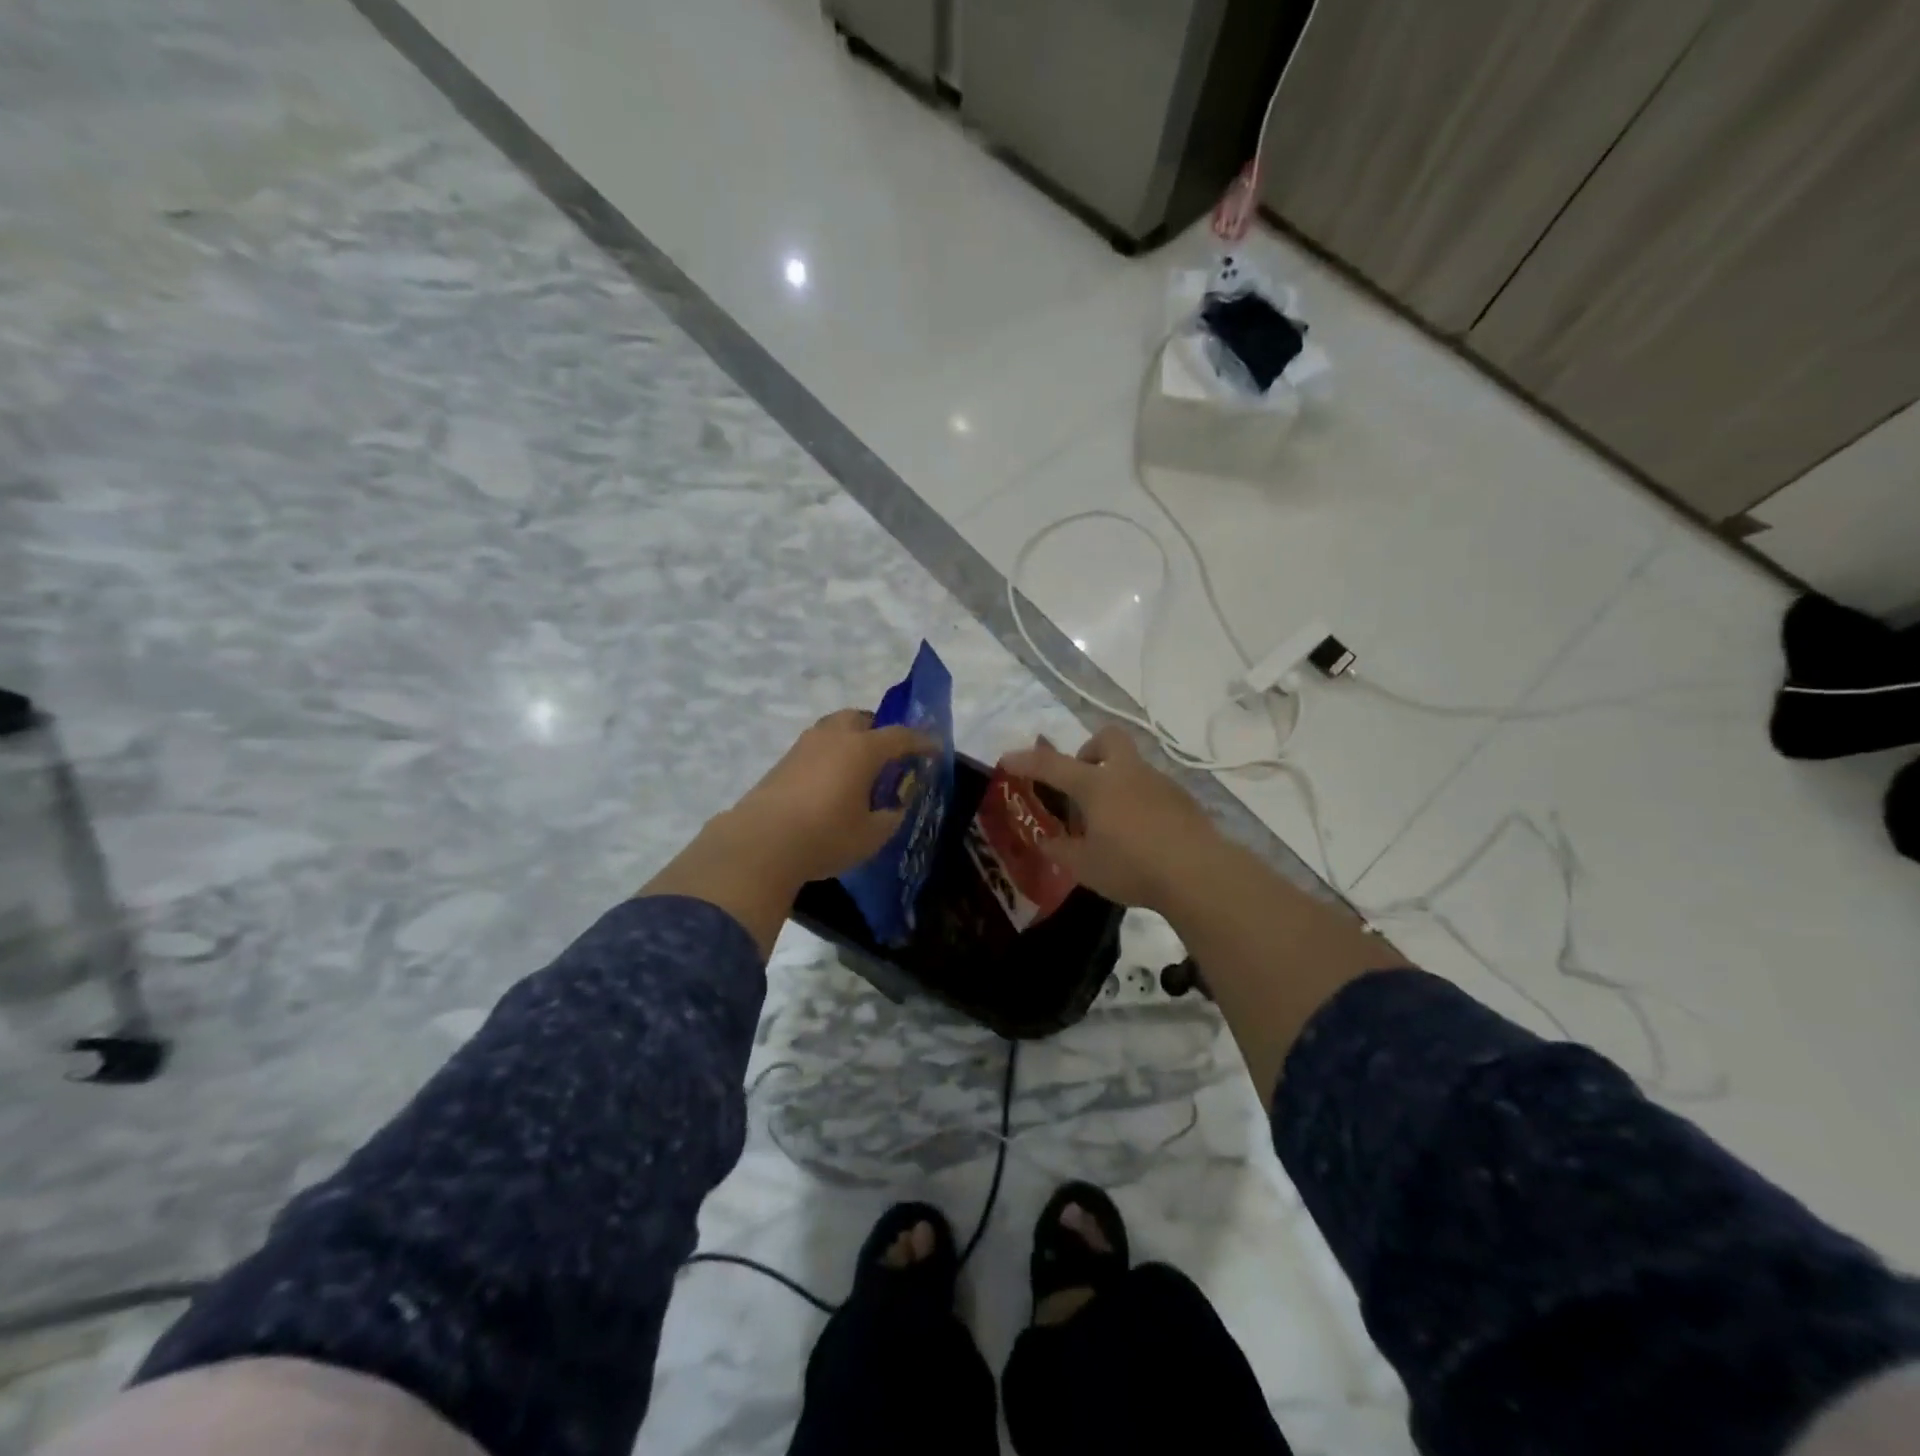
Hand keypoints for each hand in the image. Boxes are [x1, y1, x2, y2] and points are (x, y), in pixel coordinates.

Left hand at [722, 709, 937, 887]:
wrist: (760, 843)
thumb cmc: (826, 836)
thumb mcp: (872, 835)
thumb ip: (891, 816)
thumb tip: (894, 806)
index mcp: (863, 748)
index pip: (901, 736)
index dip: (921, 741)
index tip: (934, 749)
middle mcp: (834, 737)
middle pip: (862, 719)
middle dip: (879, 730)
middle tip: (889, 754)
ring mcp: (804, 746)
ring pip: (834, 729)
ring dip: (851, 740)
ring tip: (859, 769)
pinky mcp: (783, 762)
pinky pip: (816, 748)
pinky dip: (831, 756)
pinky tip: (832, 783)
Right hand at [1000, 727, 1219, 912]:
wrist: (1199, 874)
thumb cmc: (1132, 866)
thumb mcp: (1084, 866)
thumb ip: (1060, 850)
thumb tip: (1047, 841)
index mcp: (1097, 785)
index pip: (1052, 765)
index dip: (1026, 761)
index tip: (1007, 760)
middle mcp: (1127, 773)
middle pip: (1107, 738)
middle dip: (1089, 750)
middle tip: (1081, 782)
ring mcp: (1159, 783)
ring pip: (1131, 766)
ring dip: (1115, 782)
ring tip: (1110, 823)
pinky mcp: (1183, 800)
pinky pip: (1151, 789)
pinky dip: (1138, 801)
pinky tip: (1140, 834)